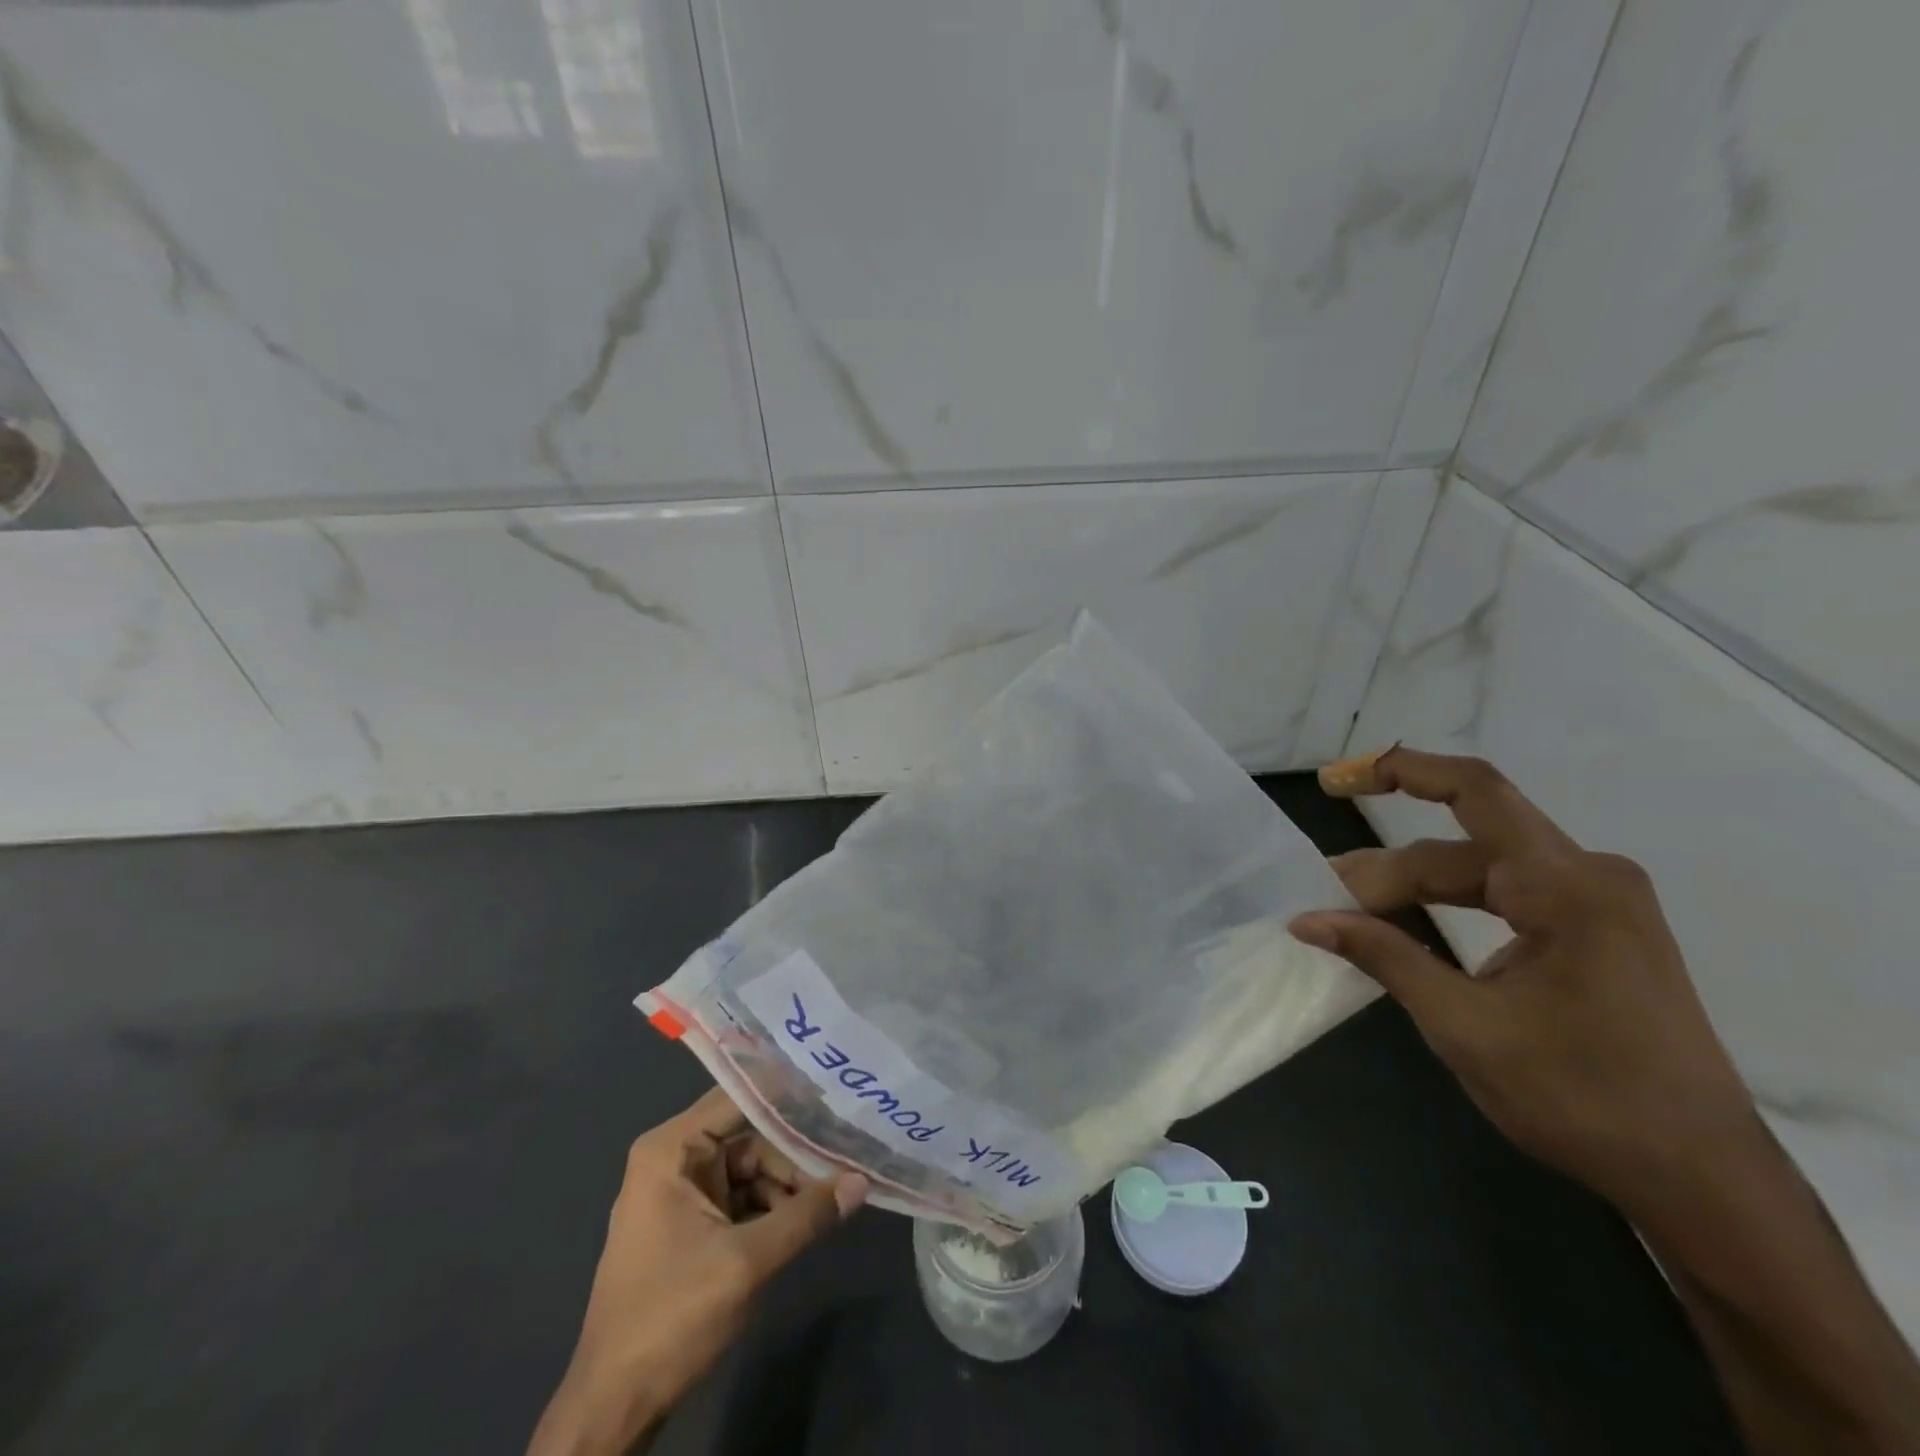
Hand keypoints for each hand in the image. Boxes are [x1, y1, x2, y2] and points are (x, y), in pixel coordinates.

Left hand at [528, 1089, 866, 1455]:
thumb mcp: (746, 1263)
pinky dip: (772, 1208)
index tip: (835, 1089)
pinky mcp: (691, 1225)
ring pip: (750, 1169)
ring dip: (788, 1186)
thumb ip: (806, 1216)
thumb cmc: (670, 1319)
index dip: (787, 1094)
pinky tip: (807, 1220)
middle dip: (795, 1155)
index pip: (739, 1097)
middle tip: (847, 1160)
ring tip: (834, 1199)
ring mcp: (681, 1193)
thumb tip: (862, 1180)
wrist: (613, 1408)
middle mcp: (673, 1159)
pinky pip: (741, 1198)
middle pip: (749, 1137)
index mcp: (670, 1150)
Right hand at [1289, 746, 1759, 1216]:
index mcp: (1570, 888)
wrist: (1701, 1181)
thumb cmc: (1582, 1098)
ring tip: (1353, 910)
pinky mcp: (1597, 933)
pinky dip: (1450, 905)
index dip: (1400, 772)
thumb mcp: (1465, 1026)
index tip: (1338, 781)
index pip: (1475, 794)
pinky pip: (1506, 897)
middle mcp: (1590, 878)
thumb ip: (1383, 956)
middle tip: (1326, 901)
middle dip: (1390, 869)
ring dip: (1415, 887)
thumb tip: (1305, 919)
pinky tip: (1411, 923)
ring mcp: (1599, 905)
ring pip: (1481, 872)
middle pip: (1465, 848)